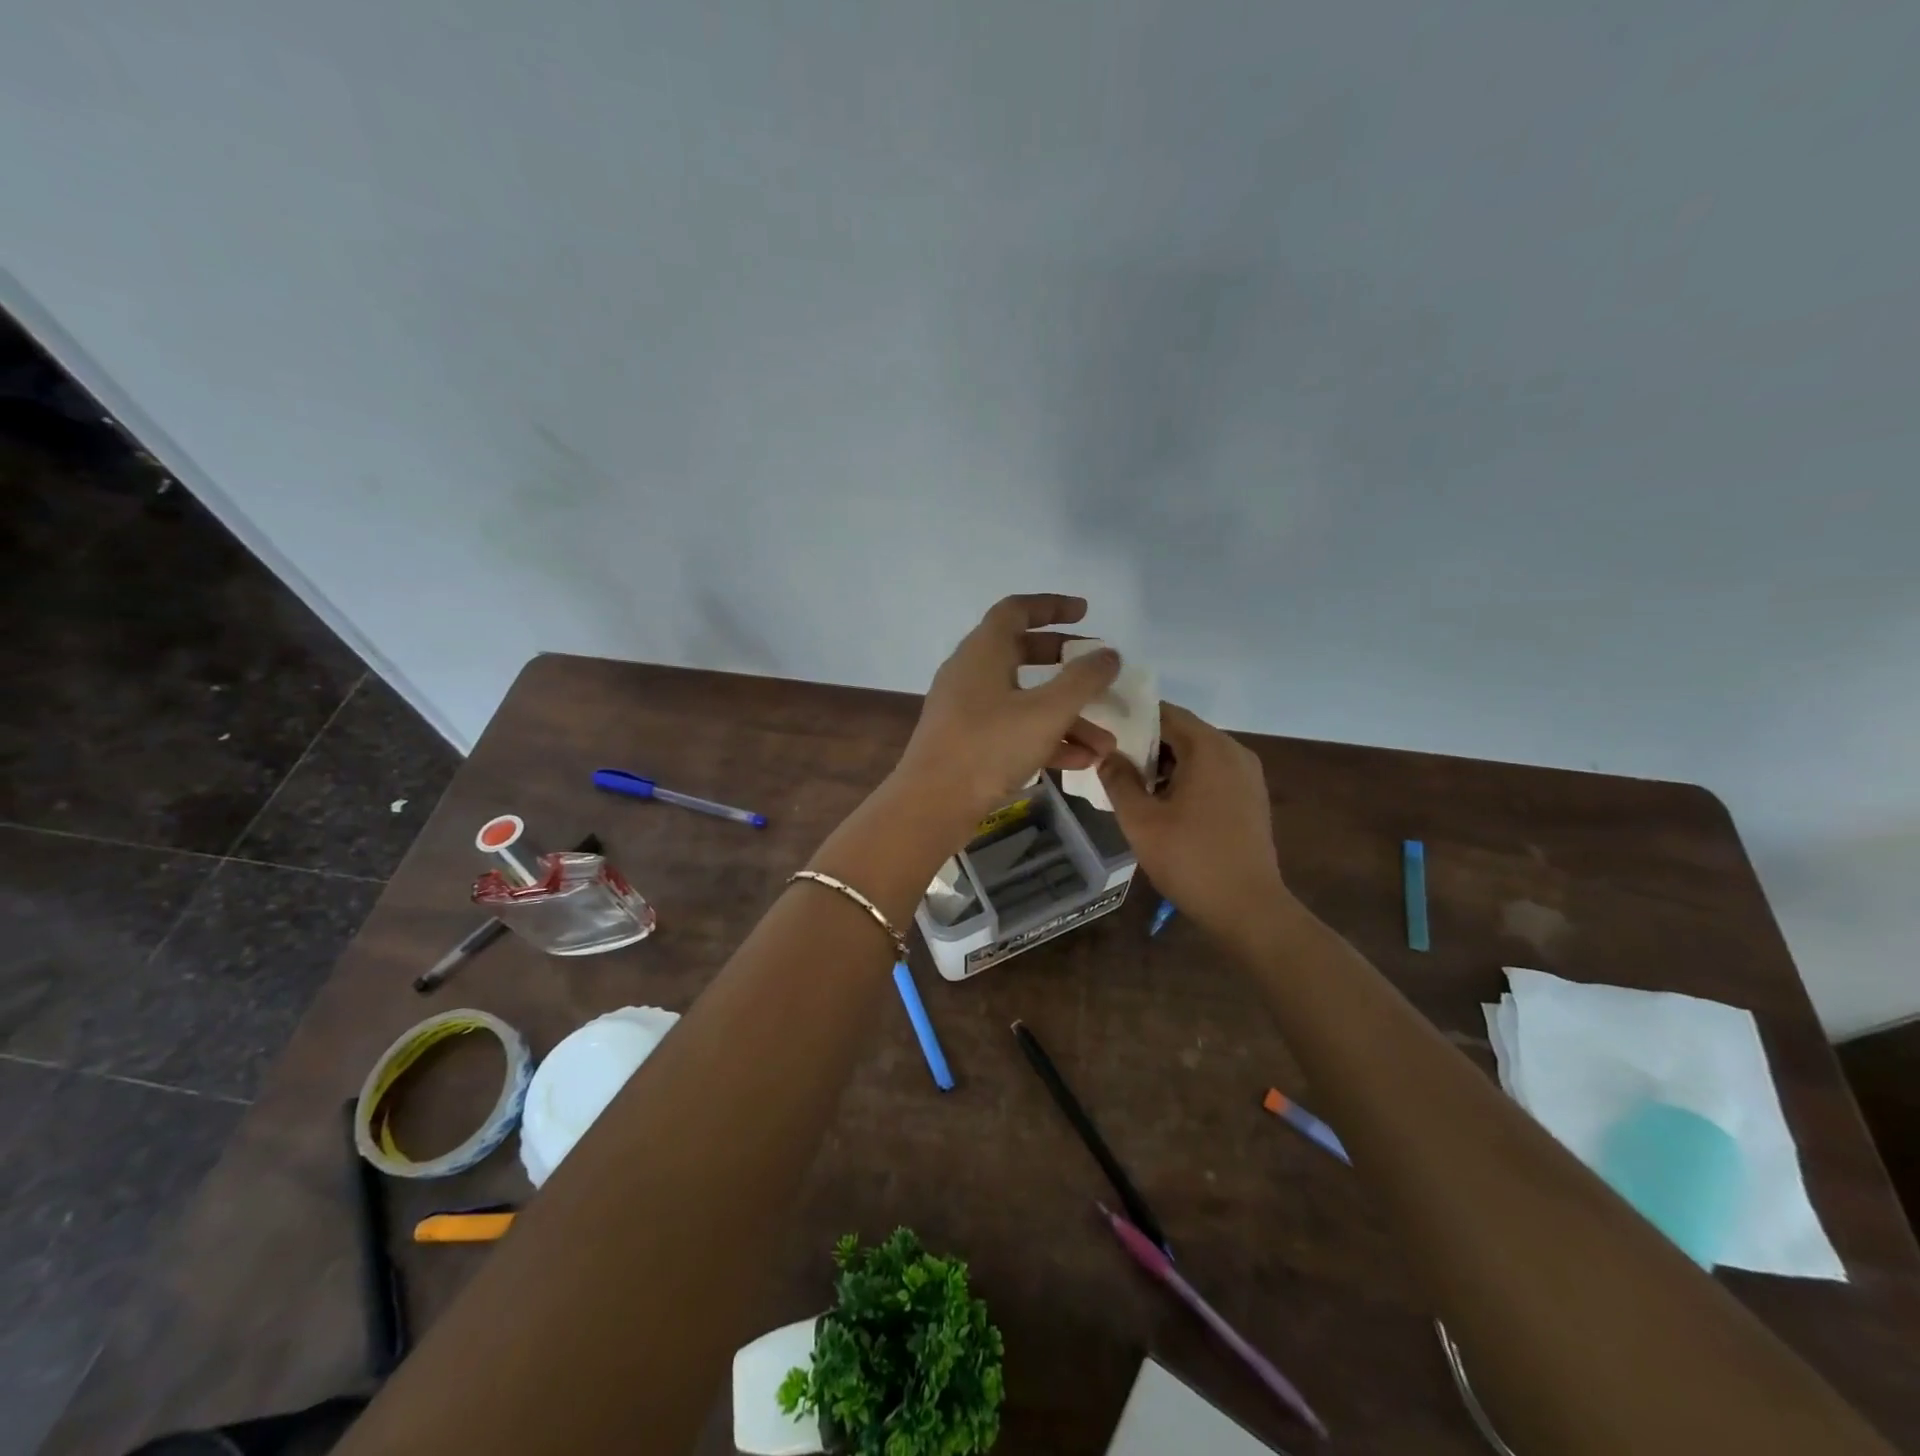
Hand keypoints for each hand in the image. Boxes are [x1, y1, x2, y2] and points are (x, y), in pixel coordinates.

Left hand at [892, 594, 1120, 834]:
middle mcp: (971, 673)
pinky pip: (1013, 730)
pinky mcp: (968, 743)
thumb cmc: (989, 746)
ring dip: (1065, 716)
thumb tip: (1108, 655)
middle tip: (1097, 672)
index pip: (1017, 610)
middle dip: (1065, 663)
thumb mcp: (1046, 711)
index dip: (1052, 606)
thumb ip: (1083, 680)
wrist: (933, 804)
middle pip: (1022, 653)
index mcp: (983, 651)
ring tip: (1104, 741)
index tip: (1086, 613)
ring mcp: (967, 710)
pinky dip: (1045, 739)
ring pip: (1023, 700)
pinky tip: (1081, 761)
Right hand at [1097, 703, 1293, 935]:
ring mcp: (1247, 775)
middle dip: (1146, 743)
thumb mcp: (1140, 820)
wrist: (1248, 909)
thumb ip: (1118, 780)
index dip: (1132, 717)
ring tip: (1130, 782)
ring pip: (1197, 754)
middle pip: (1183, 732)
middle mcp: (1234, 752)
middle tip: (1110, 758)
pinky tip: (1162, 802)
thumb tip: (1106, 754)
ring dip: (1165, 763)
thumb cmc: (1190, 860)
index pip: (1165, 713)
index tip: (1103, 727)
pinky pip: (1212, 772)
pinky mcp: (1250, 797)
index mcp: (1209, 748)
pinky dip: (1186, 777)